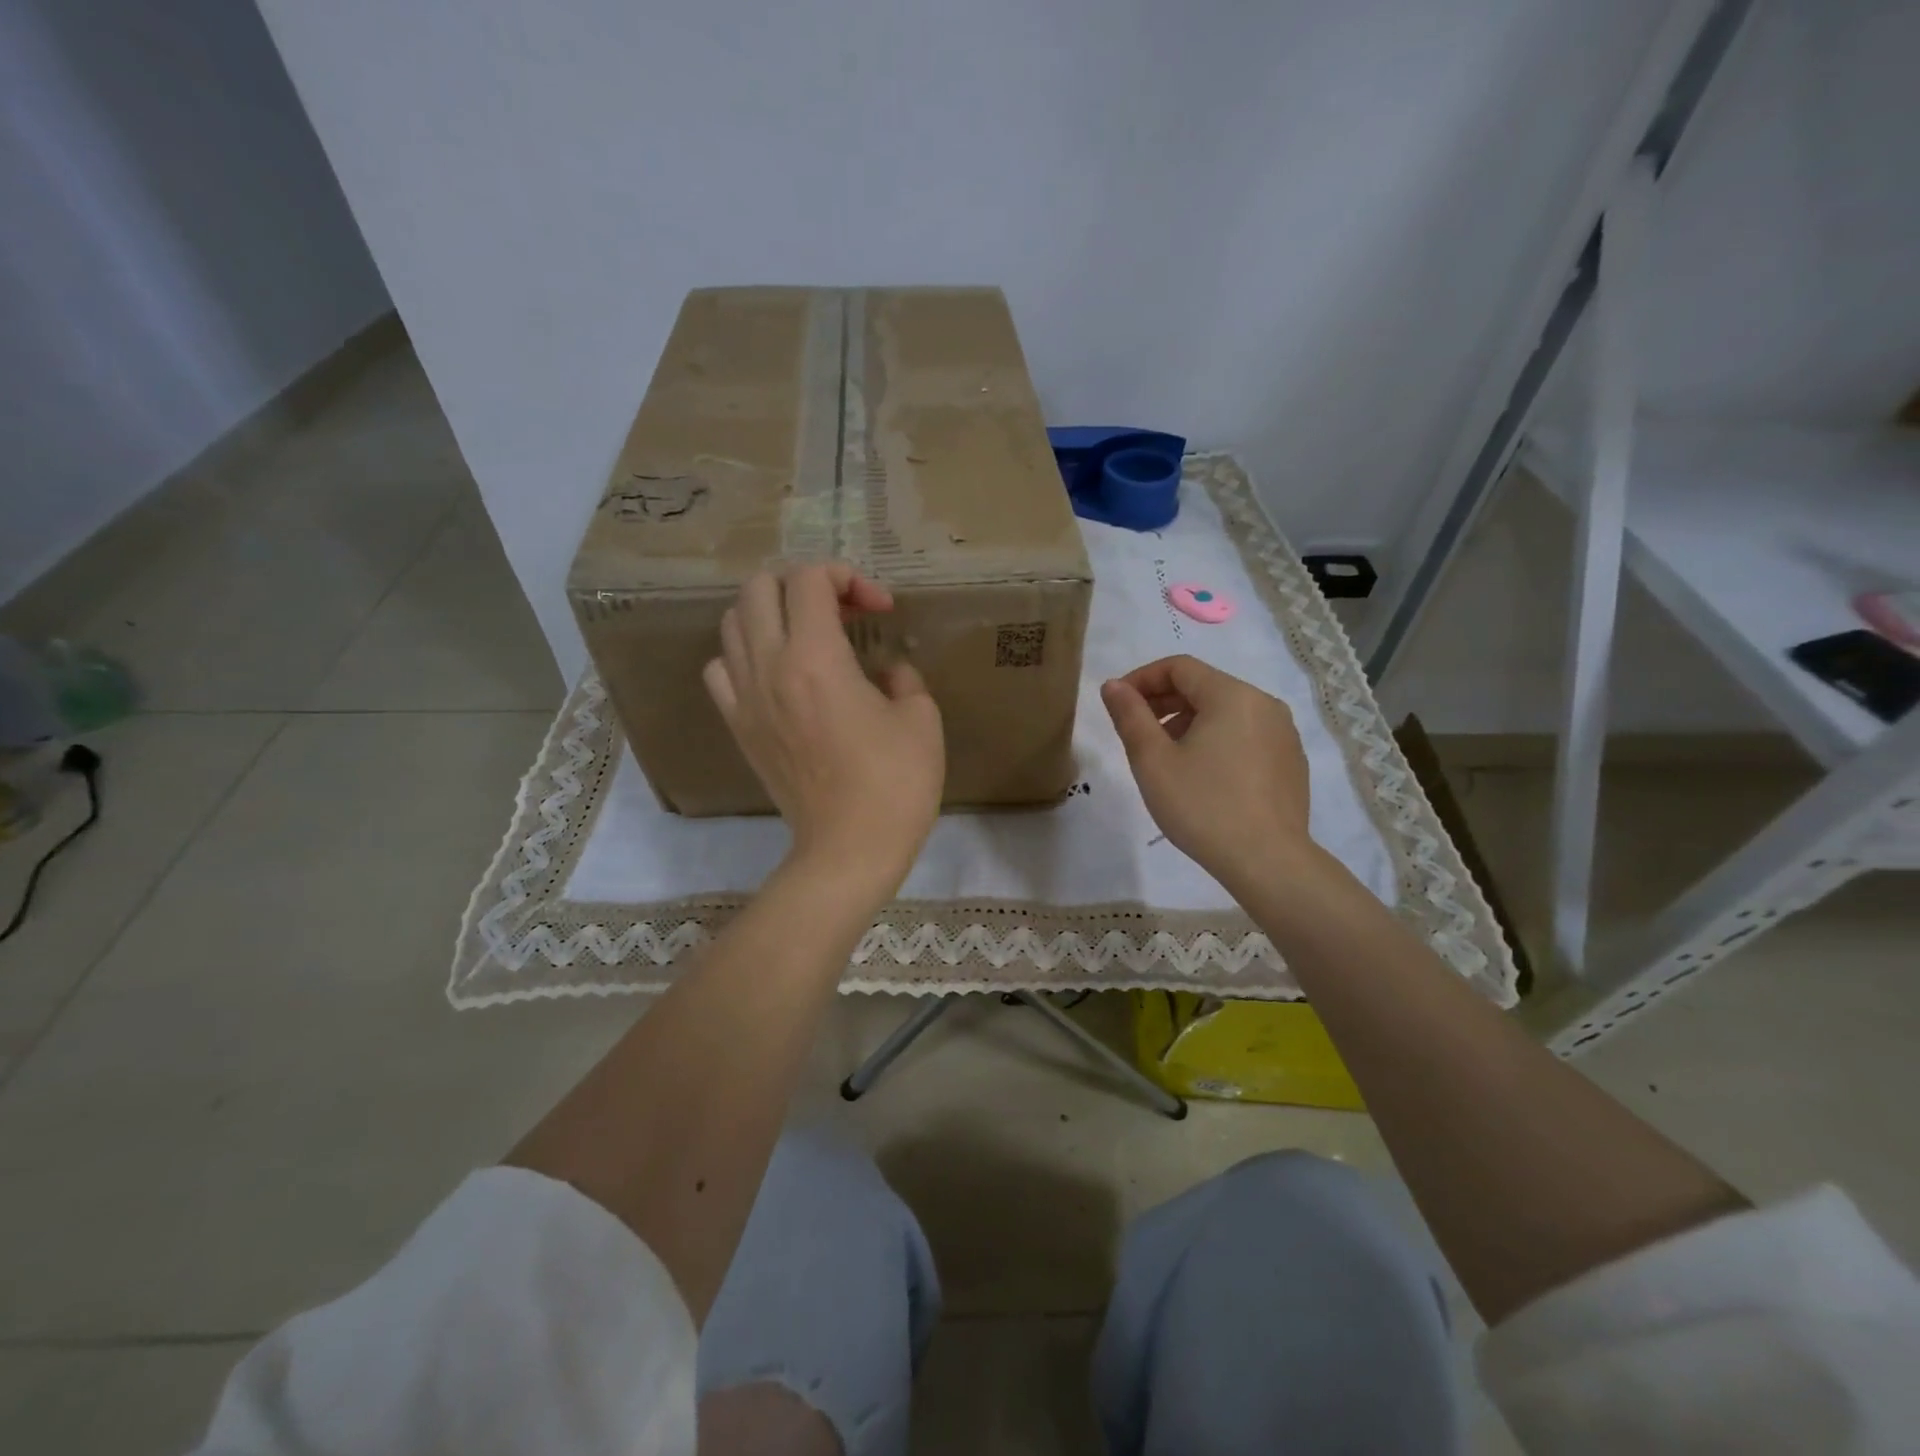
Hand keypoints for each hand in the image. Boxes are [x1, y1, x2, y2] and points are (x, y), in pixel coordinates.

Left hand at [704, 564, 944, 896]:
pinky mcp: (739, 727)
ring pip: (731, 622)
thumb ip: (903, 676)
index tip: (881, 609)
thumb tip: (885, 671)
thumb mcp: (921, 718)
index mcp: (816, 657)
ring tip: (806, 635)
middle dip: (803, 584)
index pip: (810, 579)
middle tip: (841, 612)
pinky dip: (743, 655)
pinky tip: (774, 672)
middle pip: (759, 587)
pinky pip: (720, 670)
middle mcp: (769, 666)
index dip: (849, 577)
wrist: (849, 849)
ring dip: (770, 613)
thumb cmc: (895, 783)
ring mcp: (745, 698)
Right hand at [1101, 655, 1314, 890]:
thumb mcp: (1153, 761)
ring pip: (1226, 712)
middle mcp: (1264, 704)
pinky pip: (1246, 735)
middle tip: (1135, 730)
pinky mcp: (1291, 761)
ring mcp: (1283, 733)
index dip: (1142, 679)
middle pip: (1204, 686)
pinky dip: (1217, 740)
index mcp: (1232, 695)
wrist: (1268, 861)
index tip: (1117, 704)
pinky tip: (1203, 776)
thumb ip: (1130, 715)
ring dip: (1188, 722)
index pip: (1179, 667)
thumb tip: (1113, 685)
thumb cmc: (1203, 806)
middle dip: (1164, 701)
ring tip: (1166, 756)